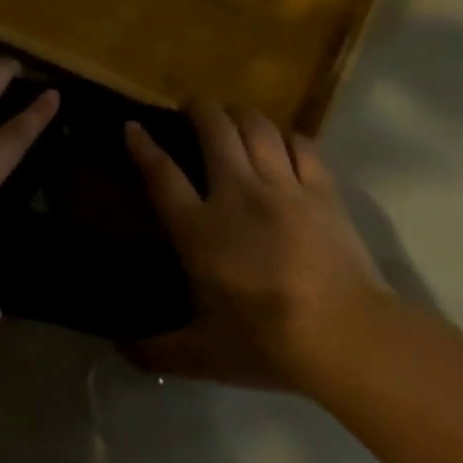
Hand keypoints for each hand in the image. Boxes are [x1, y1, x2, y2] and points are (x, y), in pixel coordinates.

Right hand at [125, 102, 387, 390]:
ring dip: (240, 114)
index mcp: (200, 229)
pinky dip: (287, 136)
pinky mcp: (323, 190)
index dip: (143, 145)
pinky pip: (302, 144)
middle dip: (197, 108)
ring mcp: (283, 186)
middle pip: (214, 129)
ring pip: (257, 126)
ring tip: (233, 117)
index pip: (162, 173)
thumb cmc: (267, 342)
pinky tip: (283, 142)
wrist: (345, 334)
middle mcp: (237, 194)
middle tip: (191, 108)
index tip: (132, 126)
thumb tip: (118, 348)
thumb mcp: (201, 355)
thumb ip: (156, 350)